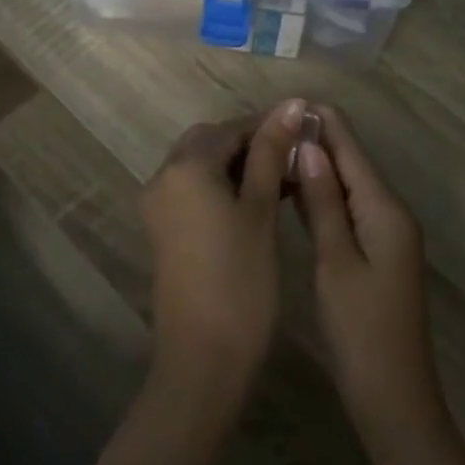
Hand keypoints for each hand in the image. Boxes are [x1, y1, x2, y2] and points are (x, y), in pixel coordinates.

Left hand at [140, 99, 304, 414]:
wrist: (202, 360)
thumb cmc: (240, 280)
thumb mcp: (261, 211)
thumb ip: (272, 153)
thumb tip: (290, 104)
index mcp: (185, 167)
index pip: (231, 127)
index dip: (268, 126)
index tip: (305, 130)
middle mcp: (163, 178)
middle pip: (210, 142)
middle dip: (251, 144)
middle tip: (294, 159)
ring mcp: (159, 206)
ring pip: (201, 166)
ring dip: (239, 165)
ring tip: (285, 181)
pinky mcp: (164, 231)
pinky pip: (194, 191)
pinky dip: (223, 187)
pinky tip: (259, 203)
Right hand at [292, 104, 447, 454]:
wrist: (394, 398)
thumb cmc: (361, 330)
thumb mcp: (336, 262)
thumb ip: (323, 201)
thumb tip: (307, 145)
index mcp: (385, 208)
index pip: (351, 148)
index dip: (321, 121)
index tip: (284, 103)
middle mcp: (390, 212)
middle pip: (351, 161)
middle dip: (315, 140)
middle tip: (268, 128)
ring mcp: (385, 233)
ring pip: (348, 184)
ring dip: (316, 166)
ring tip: (273, 149)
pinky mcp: (376, 253)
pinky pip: (348, 208)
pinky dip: (323, 194)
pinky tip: (294, 190)